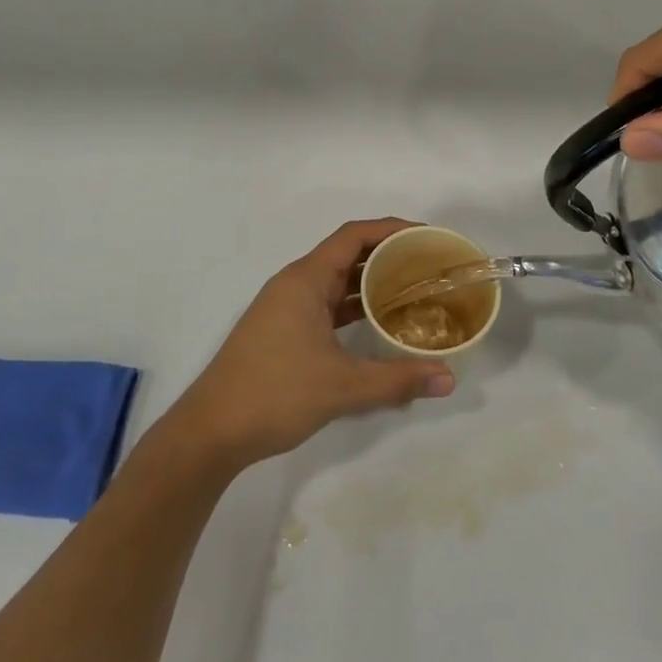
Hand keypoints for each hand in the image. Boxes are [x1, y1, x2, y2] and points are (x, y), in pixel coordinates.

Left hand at [168, 219, 457, 471]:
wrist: (212, 430)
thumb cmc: (275, 393)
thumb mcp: (343, 386)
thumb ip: (397, 379)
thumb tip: (449, 378)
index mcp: (305, 280)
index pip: (353, 236)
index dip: (391, 230)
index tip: (427, 238)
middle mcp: (295, 285)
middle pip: (347, 254)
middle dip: (388, 256)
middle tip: (430, 266)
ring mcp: (286, 308)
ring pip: (337, 282)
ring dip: (372, 283)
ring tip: (415, 291)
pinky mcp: (283, 331)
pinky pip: (327, 306)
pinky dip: (354, 307)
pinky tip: (380, 323)